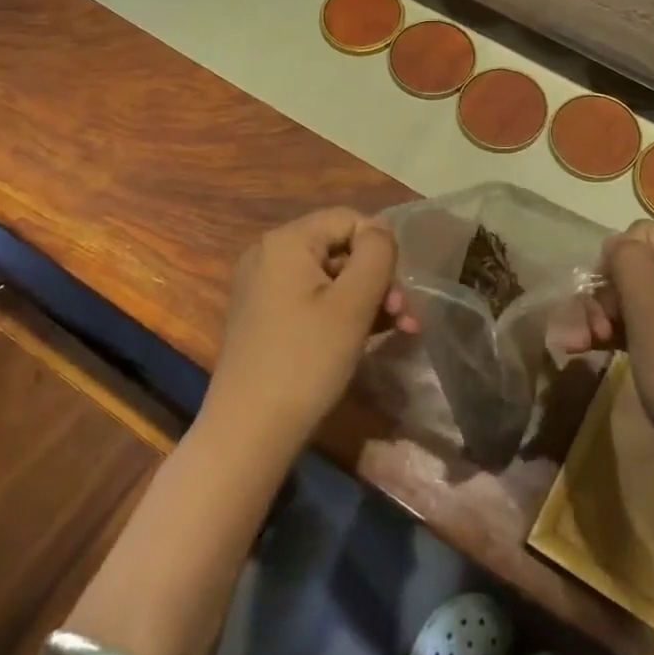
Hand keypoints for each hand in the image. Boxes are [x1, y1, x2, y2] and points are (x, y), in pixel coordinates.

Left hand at [202, 208, 402, 463]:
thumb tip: (380, 231)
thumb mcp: (353, 303)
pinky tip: (368, 338)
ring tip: (399, 330)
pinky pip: (312, 299)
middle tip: (405, 317)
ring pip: (330, 277)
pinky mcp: (263, 317)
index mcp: (286, 241)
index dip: (381, 248)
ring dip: (368, 299)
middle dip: (378, 279)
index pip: (349, 219)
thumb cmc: (306, 361)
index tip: (398, 291)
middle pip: (340, 248)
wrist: (248, 435)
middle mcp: (268, 254)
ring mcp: (262, 287)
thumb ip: (376, 254)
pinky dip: (342, 313)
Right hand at [601, 222, 653, 497]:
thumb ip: (630, 267)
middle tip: (587, 329)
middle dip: (603, 295)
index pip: (645, 235)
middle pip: (635, 268)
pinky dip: (610, 336)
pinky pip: (637, 328)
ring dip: (597, 317)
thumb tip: (613, 242)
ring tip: (571, 345)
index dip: (616, 258)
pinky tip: (578, 350)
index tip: (601, 293)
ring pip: (630, 300)